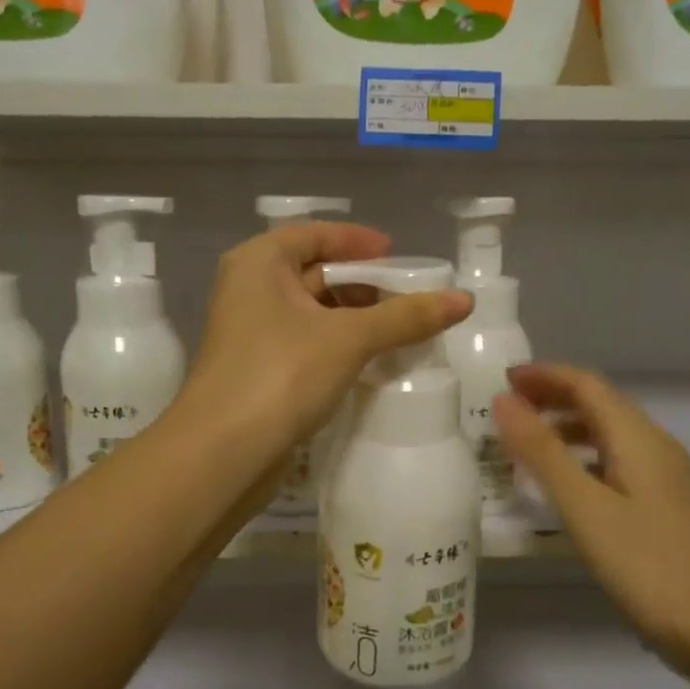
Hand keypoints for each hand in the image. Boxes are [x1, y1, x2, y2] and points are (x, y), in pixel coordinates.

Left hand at [183, 222, 470, 461]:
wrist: (223, 453)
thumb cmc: (281, 374)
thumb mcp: (349, 338)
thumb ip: (406, 317)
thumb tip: (466, 300)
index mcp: (259, 262)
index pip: (316, 235)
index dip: (359, 242)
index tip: (399, 256)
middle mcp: (249, 289)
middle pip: (315, 273)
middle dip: (364, 285)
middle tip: (411, 299)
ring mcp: (251, 333)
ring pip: (312, 313)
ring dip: (355, 319)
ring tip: (401, 331)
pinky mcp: (258, 371)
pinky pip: (306, 344)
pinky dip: (338, 346)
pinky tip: (372, 361)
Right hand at [493, 363, 689, 673]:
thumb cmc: (648, 565)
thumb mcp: (585, 507)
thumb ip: (542, 452)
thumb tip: (503, 400)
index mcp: (639, 438)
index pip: (587, 385)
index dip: (544, 375)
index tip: (501, 380)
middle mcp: (656, 447)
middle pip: (600, 405)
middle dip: (552, 398)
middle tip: (506, 411)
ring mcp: (666, 478)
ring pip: (609, 435)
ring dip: (566, 429)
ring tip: (526, 445)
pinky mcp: (666, 507)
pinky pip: (617, 463)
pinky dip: (583, 459)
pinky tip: (566, 487)